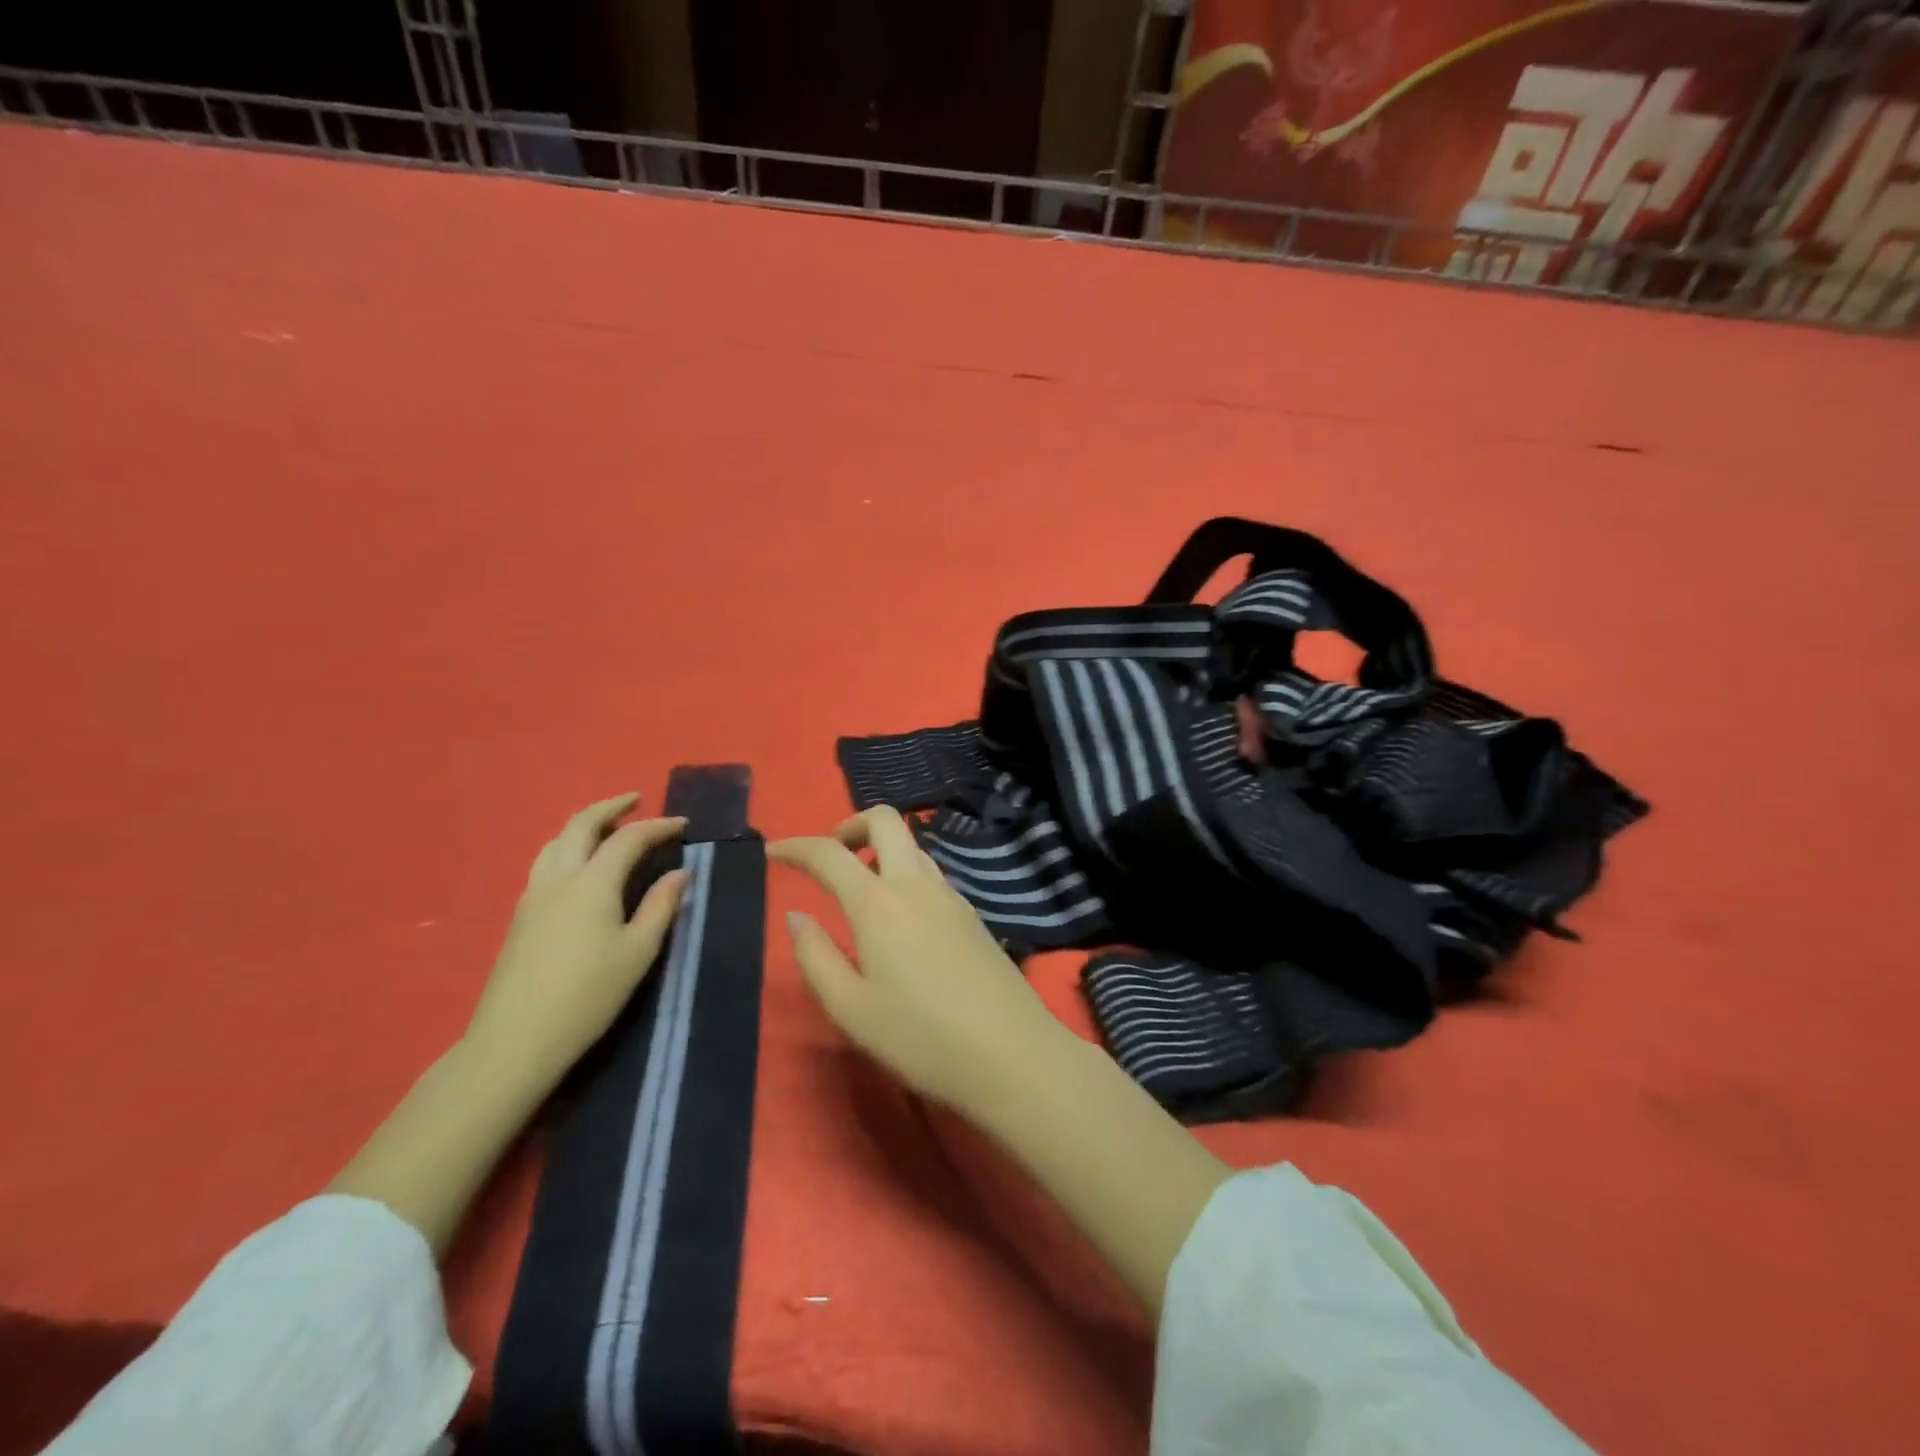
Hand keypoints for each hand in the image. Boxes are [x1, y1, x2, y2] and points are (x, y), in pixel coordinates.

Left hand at [464, 793, 688, 1090]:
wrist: (516, 1040)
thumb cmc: (588, 995)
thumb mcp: (638, 951)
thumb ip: (661, 906)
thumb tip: (680, 872)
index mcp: (592, 883)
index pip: (628, 838)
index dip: (658, 826)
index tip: (683, 825)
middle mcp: (558, 878)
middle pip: (581, 825)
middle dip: (610, 807)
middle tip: (635, 801)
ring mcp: (533, 896)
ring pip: (555, 841)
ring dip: (584, 825)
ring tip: (607, 828)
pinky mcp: (520, 916)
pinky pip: (545, 862)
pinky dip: (568, 847)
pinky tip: (581, 867)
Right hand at [770, 805, 1063, 1111]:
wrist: (1011, 1053)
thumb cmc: (920, 1037)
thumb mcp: (850, 1009)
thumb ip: (815, 956)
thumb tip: (796, 915)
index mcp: (878, 903)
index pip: (829, 853)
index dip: (795, 847)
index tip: (773, 853)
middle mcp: (916, 884)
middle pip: (885, 820)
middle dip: (850, 825)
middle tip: (830, 859)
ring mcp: (951, 895)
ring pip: (912, 844)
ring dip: (881, 848)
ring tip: (860, 887)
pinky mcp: (971, 913)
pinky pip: (930, 872)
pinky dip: (904, 872)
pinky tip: (899, 917)